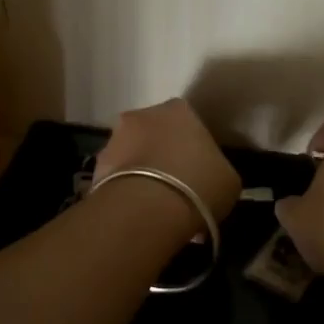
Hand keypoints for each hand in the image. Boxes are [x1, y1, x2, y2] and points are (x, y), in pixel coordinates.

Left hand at [94, 98, 241, 228]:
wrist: (148, 208)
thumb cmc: (198, 185)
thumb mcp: (227, 179)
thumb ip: (217, 169)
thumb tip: (210, 176)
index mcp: (179, 110)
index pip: (188, 122)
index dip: (193, 147)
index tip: (198, 171)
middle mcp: (142, 115)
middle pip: (156, 134)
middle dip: (163, 155)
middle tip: (176, 187)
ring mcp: (115, 139)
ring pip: (133, 154)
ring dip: (142, 172)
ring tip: (155, 205)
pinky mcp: (96, 166)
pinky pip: (117, 177)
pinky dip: (126, 190)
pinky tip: (138, 213)